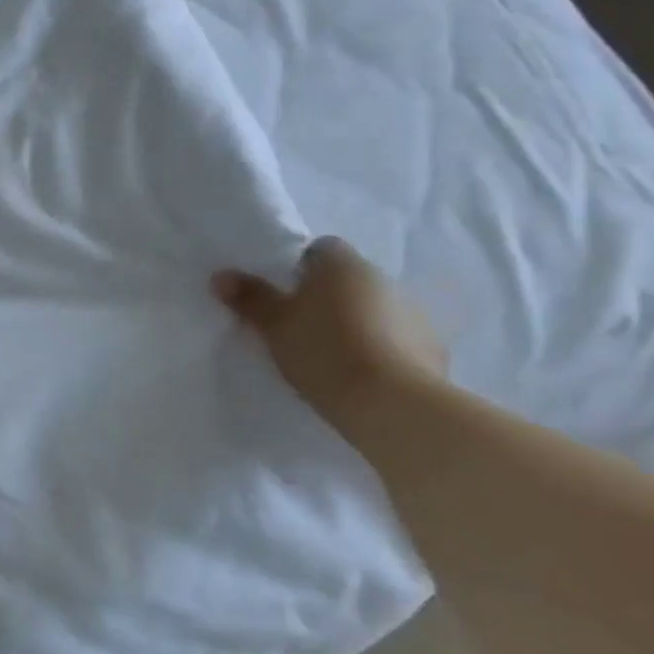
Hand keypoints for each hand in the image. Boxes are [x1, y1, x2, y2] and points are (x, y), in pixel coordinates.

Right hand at [213, 236, 446, 432]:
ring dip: (355, 322)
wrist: (391, 403)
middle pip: (347, 279)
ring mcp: (414, 313)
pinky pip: (396, 339)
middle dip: (326, 297)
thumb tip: (221, 275)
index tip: (282, 294)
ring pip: (373, 308)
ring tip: (329, 355)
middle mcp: (383, 279)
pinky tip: (359, 374)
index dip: (299, 267)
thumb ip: (250, 298)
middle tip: (297, 327)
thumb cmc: (324, 350)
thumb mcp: (273, 325)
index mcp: (343, 265)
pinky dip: (379, 349)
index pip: (321, 249)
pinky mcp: (432, 348)